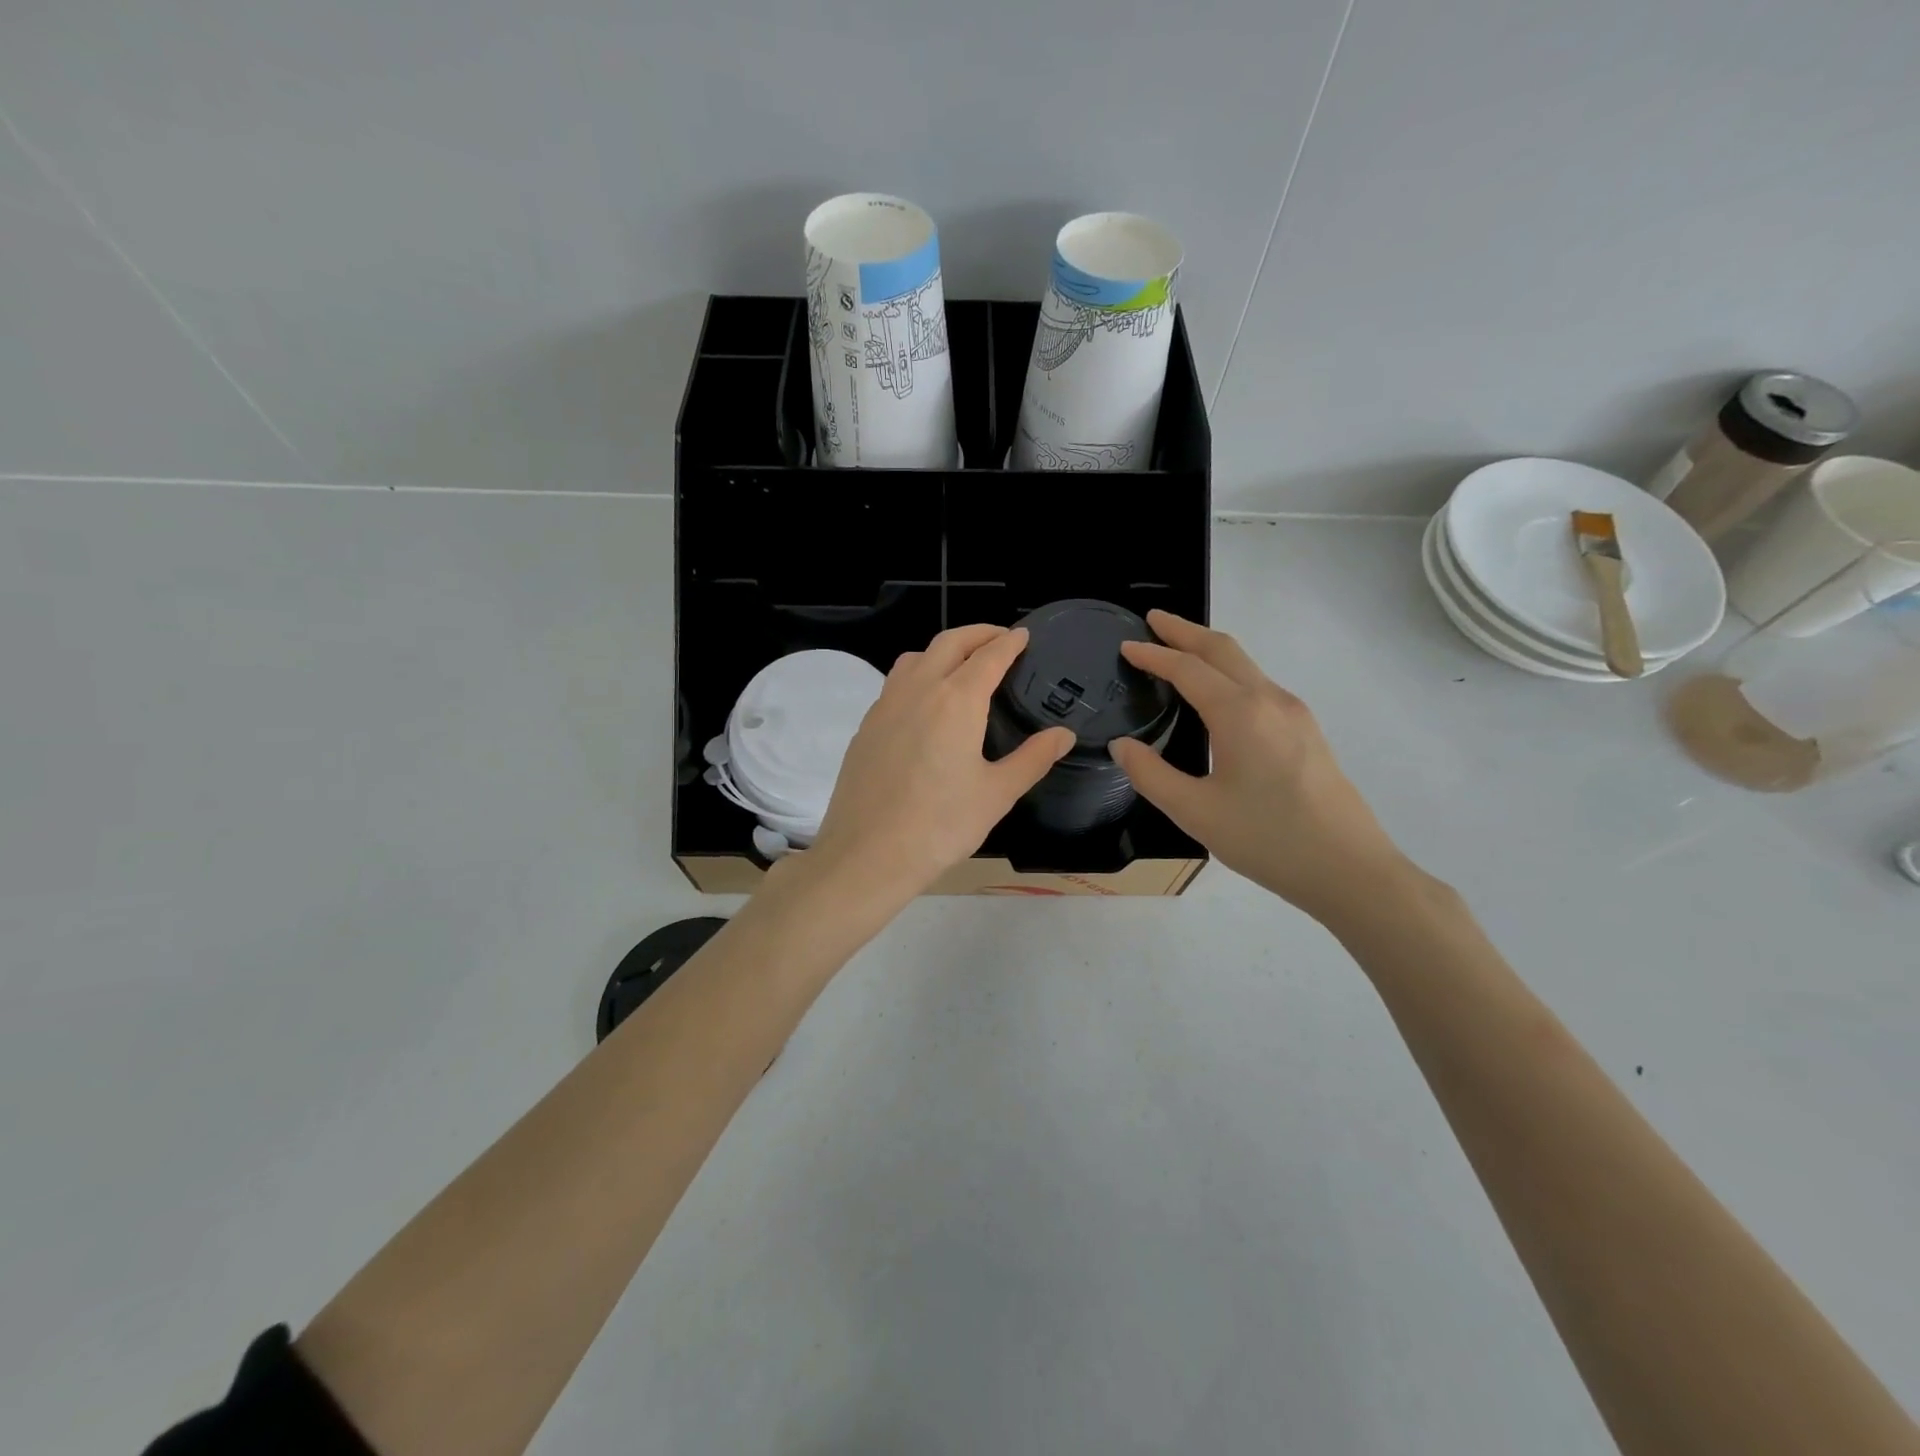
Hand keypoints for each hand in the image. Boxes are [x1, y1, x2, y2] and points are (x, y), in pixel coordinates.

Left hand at [807, 625, 1074, 904]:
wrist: (866, 855)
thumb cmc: (940, 826)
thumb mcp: (997, 794)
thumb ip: (1033, 758)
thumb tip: (1063, 734)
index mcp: (956, 701)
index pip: (988, 656)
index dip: (1009, 643)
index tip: (1023, 635)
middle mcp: (918, 690)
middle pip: (949, 643)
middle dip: (978, 634)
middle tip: (1000, 639)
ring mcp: (886, 705)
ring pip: (916, 658)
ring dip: (943, 650)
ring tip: (962, 664)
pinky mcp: (866, 726)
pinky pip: (895, 683)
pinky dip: (918, 674)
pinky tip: (926, 702)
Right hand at [1108, 610, 1409, 922]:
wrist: (1349, 869)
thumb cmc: (1267, 839)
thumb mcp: (1195, 812)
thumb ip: (1150, 774)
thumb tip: (1122, 745)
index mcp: (1240, 713)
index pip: (1187, 669)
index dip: (1154, 654)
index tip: (1126, 645)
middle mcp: (1270, 700)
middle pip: (1223, 650)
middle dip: (1185, 631)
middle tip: (1154, 620)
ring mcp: (1294, 714)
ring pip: (1246, 665)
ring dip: (1209, 651)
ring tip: (1179, 652)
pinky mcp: (1307, 732)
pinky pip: (1259, 685)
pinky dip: (1229, 674)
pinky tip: (1217, 696)